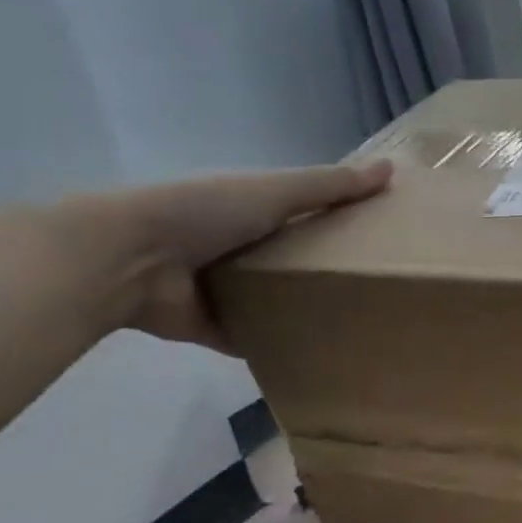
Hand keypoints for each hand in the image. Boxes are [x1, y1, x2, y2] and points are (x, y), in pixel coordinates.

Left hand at [86, 160, 391, 350]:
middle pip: (291, 257)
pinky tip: (316, 354)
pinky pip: (253, 337)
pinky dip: (276, 345)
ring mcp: (222, 288)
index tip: (379, 233)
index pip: (302, 211)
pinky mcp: (213, 326)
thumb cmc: (205, 212)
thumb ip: (330, 186)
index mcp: (249, 208)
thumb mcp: (275, 191)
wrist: (130, 260)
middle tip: (377, 287)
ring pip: (273, 299)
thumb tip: (391, 169)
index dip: (338, 218)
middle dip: (325, 269)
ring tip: (355, 323)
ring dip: (302, 309)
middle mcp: (236, 245)